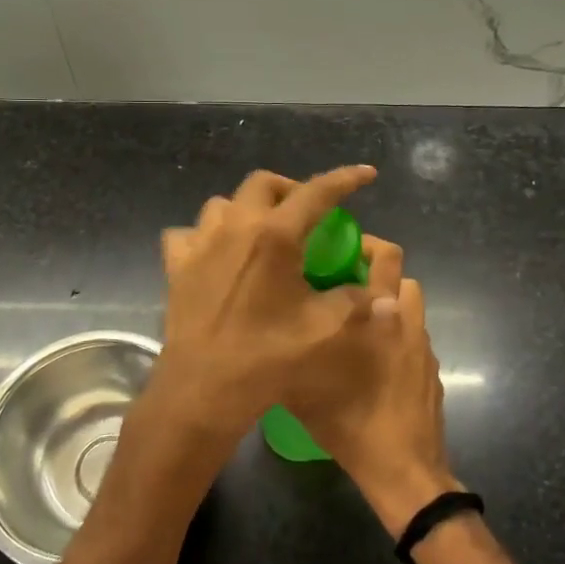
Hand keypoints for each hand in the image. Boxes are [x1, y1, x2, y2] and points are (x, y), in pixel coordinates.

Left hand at [142, 165, 380, 476]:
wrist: (203, 389)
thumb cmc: (266, 358)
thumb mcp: (324, 331)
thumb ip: (358, 304)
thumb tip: (388, 296)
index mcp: (275, 236)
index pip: (316, 192)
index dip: (345, 179)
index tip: (366, 174)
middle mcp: (235, 227)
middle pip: (263, 184)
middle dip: (291, 188)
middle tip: (308, 212)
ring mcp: (200, 244)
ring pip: (223, 204)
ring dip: (247, 208)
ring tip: (263, 231)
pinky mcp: (176, 267)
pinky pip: (188, 234)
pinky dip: (206, 236)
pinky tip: (217, 254)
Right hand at [294, 276, 461, 537]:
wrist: (404, 469)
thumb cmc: (352, 424)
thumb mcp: (303, 391)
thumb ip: (293, 353)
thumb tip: (272, 335)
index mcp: (380, 316)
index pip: (387, 257)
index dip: (366, 244)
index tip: (338, 251)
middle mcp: (406, 322)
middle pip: (403, 276)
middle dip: (378, 273)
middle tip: (344, 287)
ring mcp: (423, 348)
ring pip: (410, 308)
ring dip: (389, 305)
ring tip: (358, 325)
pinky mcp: (432, 371)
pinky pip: (413, 337)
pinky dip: (396, 336)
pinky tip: (373, 363)